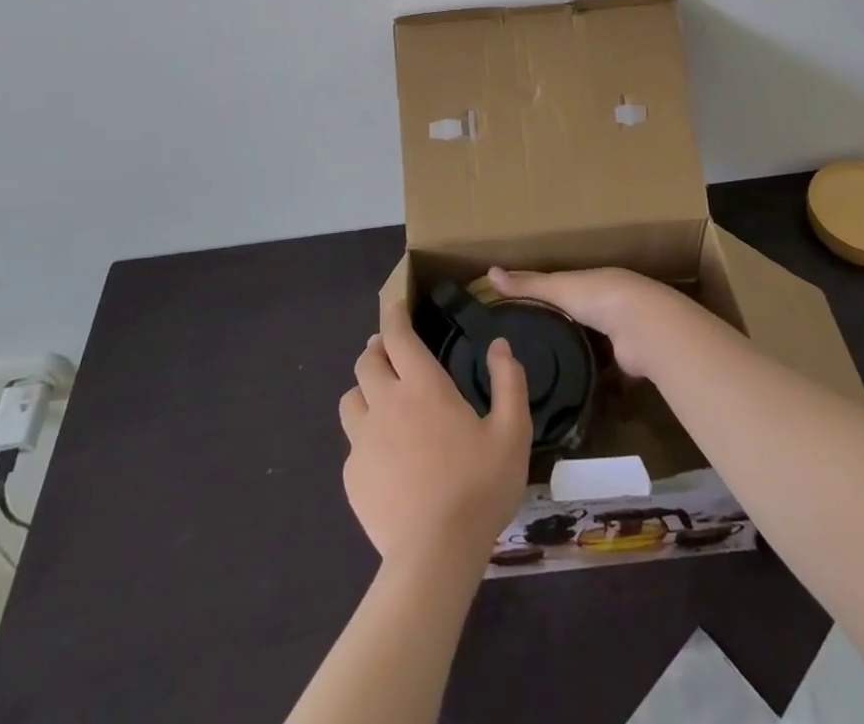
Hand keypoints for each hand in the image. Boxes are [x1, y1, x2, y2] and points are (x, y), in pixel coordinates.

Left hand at [338, 293, 531, 569]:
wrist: (434, 556)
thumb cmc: (478, 487)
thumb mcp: (512, 432)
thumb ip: (508, 381)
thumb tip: (499, 345)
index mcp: (423, 386)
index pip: (398, 335)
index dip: (395, 316)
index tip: (396, 307)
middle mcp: (386, 403)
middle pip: (367, 361)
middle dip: (378, 349)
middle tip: (392, 353)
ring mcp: (363, 440)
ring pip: (351, 398)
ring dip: (365, 389)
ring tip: (381, 398)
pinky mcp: (352, 476)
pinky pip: (352, 442)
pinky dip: (365, 436)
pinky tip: (384, 455)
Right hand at [486, 266, 685, 377]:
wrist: (643, 326)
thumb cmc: (598, 297)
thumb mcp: (557, 288)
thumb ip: (527, 285)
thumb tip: (489, 272)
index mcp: (592, 283)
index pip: (562, 289)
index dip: (543, 298)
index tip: (519, 314)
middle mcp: (607, 307)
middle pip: (578, 319)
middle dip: (561, 331)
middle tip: (527, 352)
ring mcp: (619, 336)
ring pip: (593, 347)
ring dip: (577, 357)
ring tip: (544, 376)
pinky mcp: (627, 364)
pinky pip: (606, 374)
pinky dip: (594, 382)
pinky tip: (571, 394)